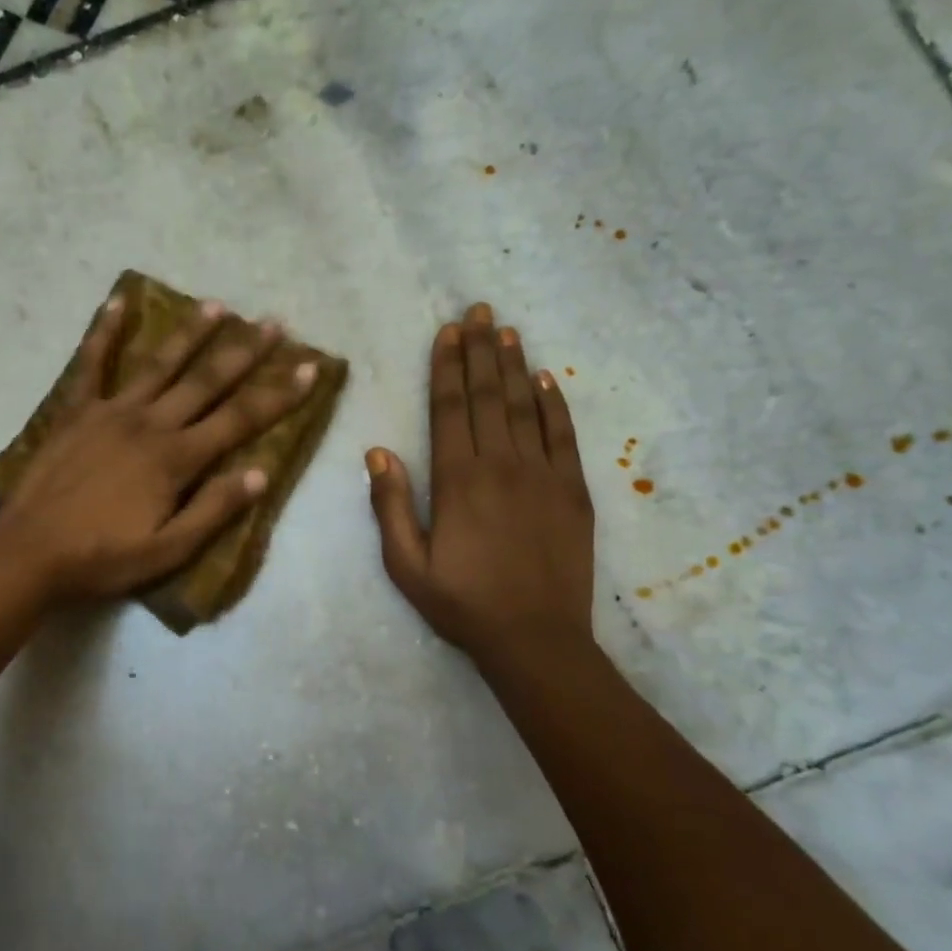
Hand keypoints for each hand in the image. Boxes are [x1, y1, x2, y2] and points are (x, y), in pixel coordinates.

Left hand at [0, 293, 319, 601]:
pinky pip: (91, 363)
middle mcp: (150, 423)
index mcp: (176, 459)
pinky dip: (103, 331)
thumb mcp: (168, 550)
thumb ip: (214, 510)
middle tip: (273, 323)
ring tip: (217, 305)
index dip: (278, 395)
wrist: (30, 552)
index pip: (240, 420)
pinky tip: (117, 300)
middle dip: (244, 351)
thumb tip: (260, 473)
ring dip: (191, 333)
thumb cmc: (103, 557)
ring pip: (160, 364)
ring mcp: (111, 411)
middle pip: (207, 381)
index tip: (310, 368)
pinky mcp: (77, 410)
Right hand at [366, 302, 594, 660]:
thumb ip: (389, 505)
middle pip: (488, 396)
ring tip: (507, 329)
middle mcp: (501, 465)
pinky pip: (564, 437)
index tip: (447, 332)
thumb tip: (378, 451)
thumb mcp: (405, 564)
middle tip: (478, 310)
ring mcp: (543, 475)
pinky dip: (555, 404)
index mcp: (457, 480)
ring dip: (515, 365)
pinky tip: (547, 379)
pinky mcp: (574, 491)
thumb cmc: (462, 604)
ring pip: (526, 407)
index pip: (450, 409)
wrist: (536, 640)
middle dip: (480, 350)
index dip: (447, 366)